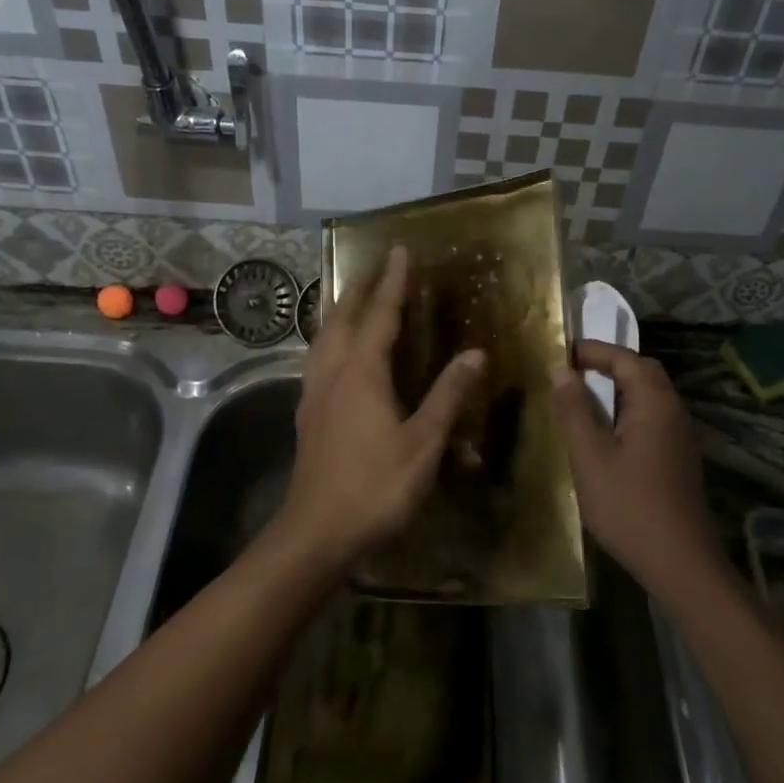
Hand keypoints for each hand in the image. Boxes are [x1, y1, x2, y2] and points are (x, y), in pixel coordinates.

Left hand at [277, 246, 484, 569]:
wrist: (317, 532)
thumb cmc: (376, 486)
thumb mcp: (424, 443)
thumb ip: (448, 395)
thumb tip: (476, 353)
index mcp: (362, 373)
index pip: (380, 315)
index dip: (391, 282)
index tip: (398, 250)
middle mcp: (333, 373)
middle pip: (342, 318)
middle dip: (358, 288)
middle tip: (373, 265)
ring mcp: (314, 393)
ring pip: (323, 338)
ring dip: (337, 311)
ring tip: (349, 298)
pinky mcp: (306, 414)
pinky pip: (316, 359)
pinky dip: (328, 339)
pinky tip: (332, 353)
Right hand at [550, 341, 723, 599]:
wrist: (680, 563)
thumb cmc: (629, 506)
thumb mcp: (590, 456)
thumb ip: (574, 409)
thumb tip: (561, 369)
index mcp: (654, 402)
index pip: (624, 357)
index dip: (592, 350)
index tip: (560, 352)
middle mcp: (673, 410)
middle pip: (642, 371)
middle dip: (607, 363)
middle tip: (572, 370)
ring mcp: (680, 434)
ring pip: (649, 394)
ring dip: (618, 387)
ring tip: (582, 396)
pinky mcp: (679, 456)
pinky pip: (652, 416)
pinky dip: (627, 409)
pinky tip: (605, 431)